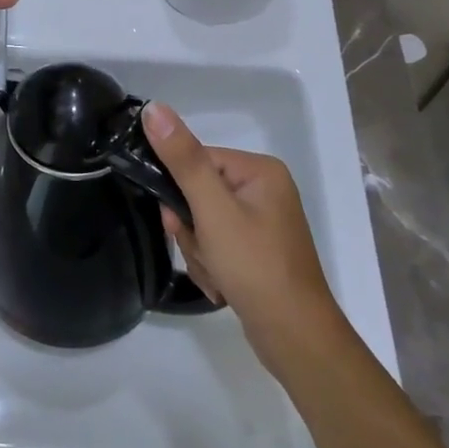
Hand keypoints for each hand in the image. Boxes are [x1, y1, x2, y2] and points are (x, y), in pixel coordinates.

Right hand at [141, 102, 340, 377]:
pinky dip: (211, 265)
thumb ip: (182, 158)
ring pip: (202, 223)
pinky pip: (216, 244)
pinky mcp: (256, 251)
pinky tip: (223, 286)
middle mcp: (263, 190)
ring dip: (199, 251)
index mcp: (259, 171)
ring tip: (217, 274)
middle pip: (197, 194)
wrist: (295, 339)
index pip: (197, 161)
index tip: (178, 221)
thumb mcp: (212, 209)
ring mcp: (261, 223)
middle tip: (205, 252)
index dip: (179, 191)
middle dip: (191, 229)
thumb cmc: (255, 266)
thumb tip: (153, 108)